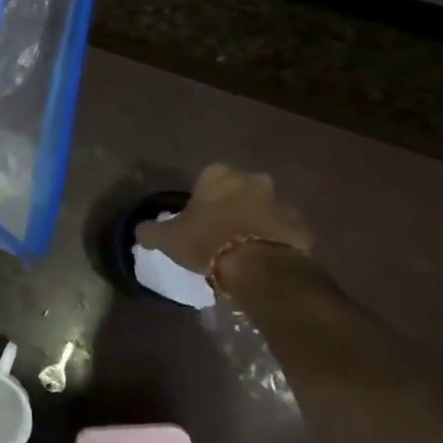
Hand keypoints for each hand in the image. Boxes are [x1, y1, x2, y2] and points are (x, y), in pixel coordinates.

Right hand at [136, 164, 312, 282]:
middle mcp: (253, 180)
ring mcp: (282, 202)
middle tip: (219, 232)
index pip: (206, 178)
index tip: (196, 218)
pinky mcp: (302, 227)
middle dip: (231, 206)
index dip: (201, 199)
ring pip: (263, 210)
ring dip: (255, 223)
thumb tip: (141, 231)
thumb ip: (151, 231)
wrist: (258, 267)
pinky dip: (273, 241)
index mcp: (219, 175)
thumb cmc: (207, 241)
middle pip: (238, 191)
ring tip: (241, 250)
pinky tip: (261, 260)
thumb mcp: (167, 238)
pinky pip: (283, 231)